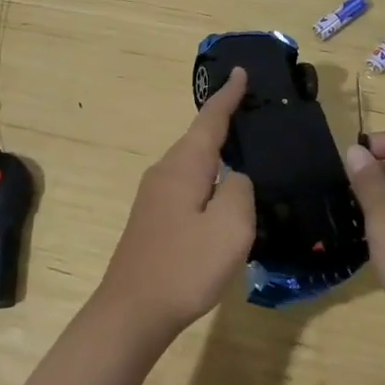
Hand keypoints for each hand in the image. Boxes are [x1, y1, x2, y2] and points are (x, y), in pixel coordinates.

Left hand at [93, 68, 256, 344]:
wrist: (131, 313)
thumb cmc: (185, 267)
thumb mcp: (230, 228)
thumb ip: (240, 190)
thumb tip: (234, 178)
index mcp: (184, 166)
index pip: (210, 119)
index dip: (228, 96)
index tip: (240, 71)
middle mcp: (165, 171)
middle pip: (199, 137)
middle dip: (224, 121)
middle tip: (253, 111)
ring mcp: (155, 195)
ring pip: (192, 162)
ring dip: (216, 151)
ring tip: (244, 149)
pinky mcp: (153, 218)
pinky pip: (187, 183)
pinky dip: (207, 176)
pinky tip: (221, 193)